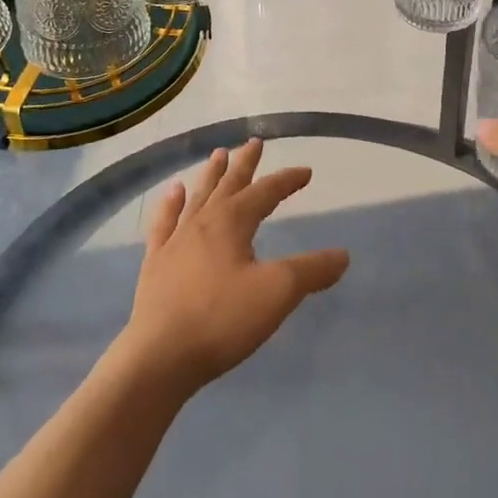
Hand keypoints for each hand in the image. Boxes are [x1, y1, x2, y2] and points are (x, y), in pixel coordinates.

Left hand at [119, 140, 349, 393]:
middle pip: (228, 185)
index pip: (265, 192)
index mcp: (232, 222)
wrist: (160, 355)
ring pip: (197, 197)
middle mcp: (203, 222)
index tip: (306, 171)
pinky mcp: (156, 263)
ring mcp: (175, 241)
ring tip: (217, 154)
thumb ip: (311, 271)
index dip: (287, 180)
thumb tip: (342, 255)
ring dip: (211, 175)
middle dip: (245, 164)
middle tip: (253, 142)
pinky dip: (170, 204)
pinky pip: (164, 223)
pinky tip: (172, 193)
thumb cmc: (222, 319)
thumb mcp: (277, 293)